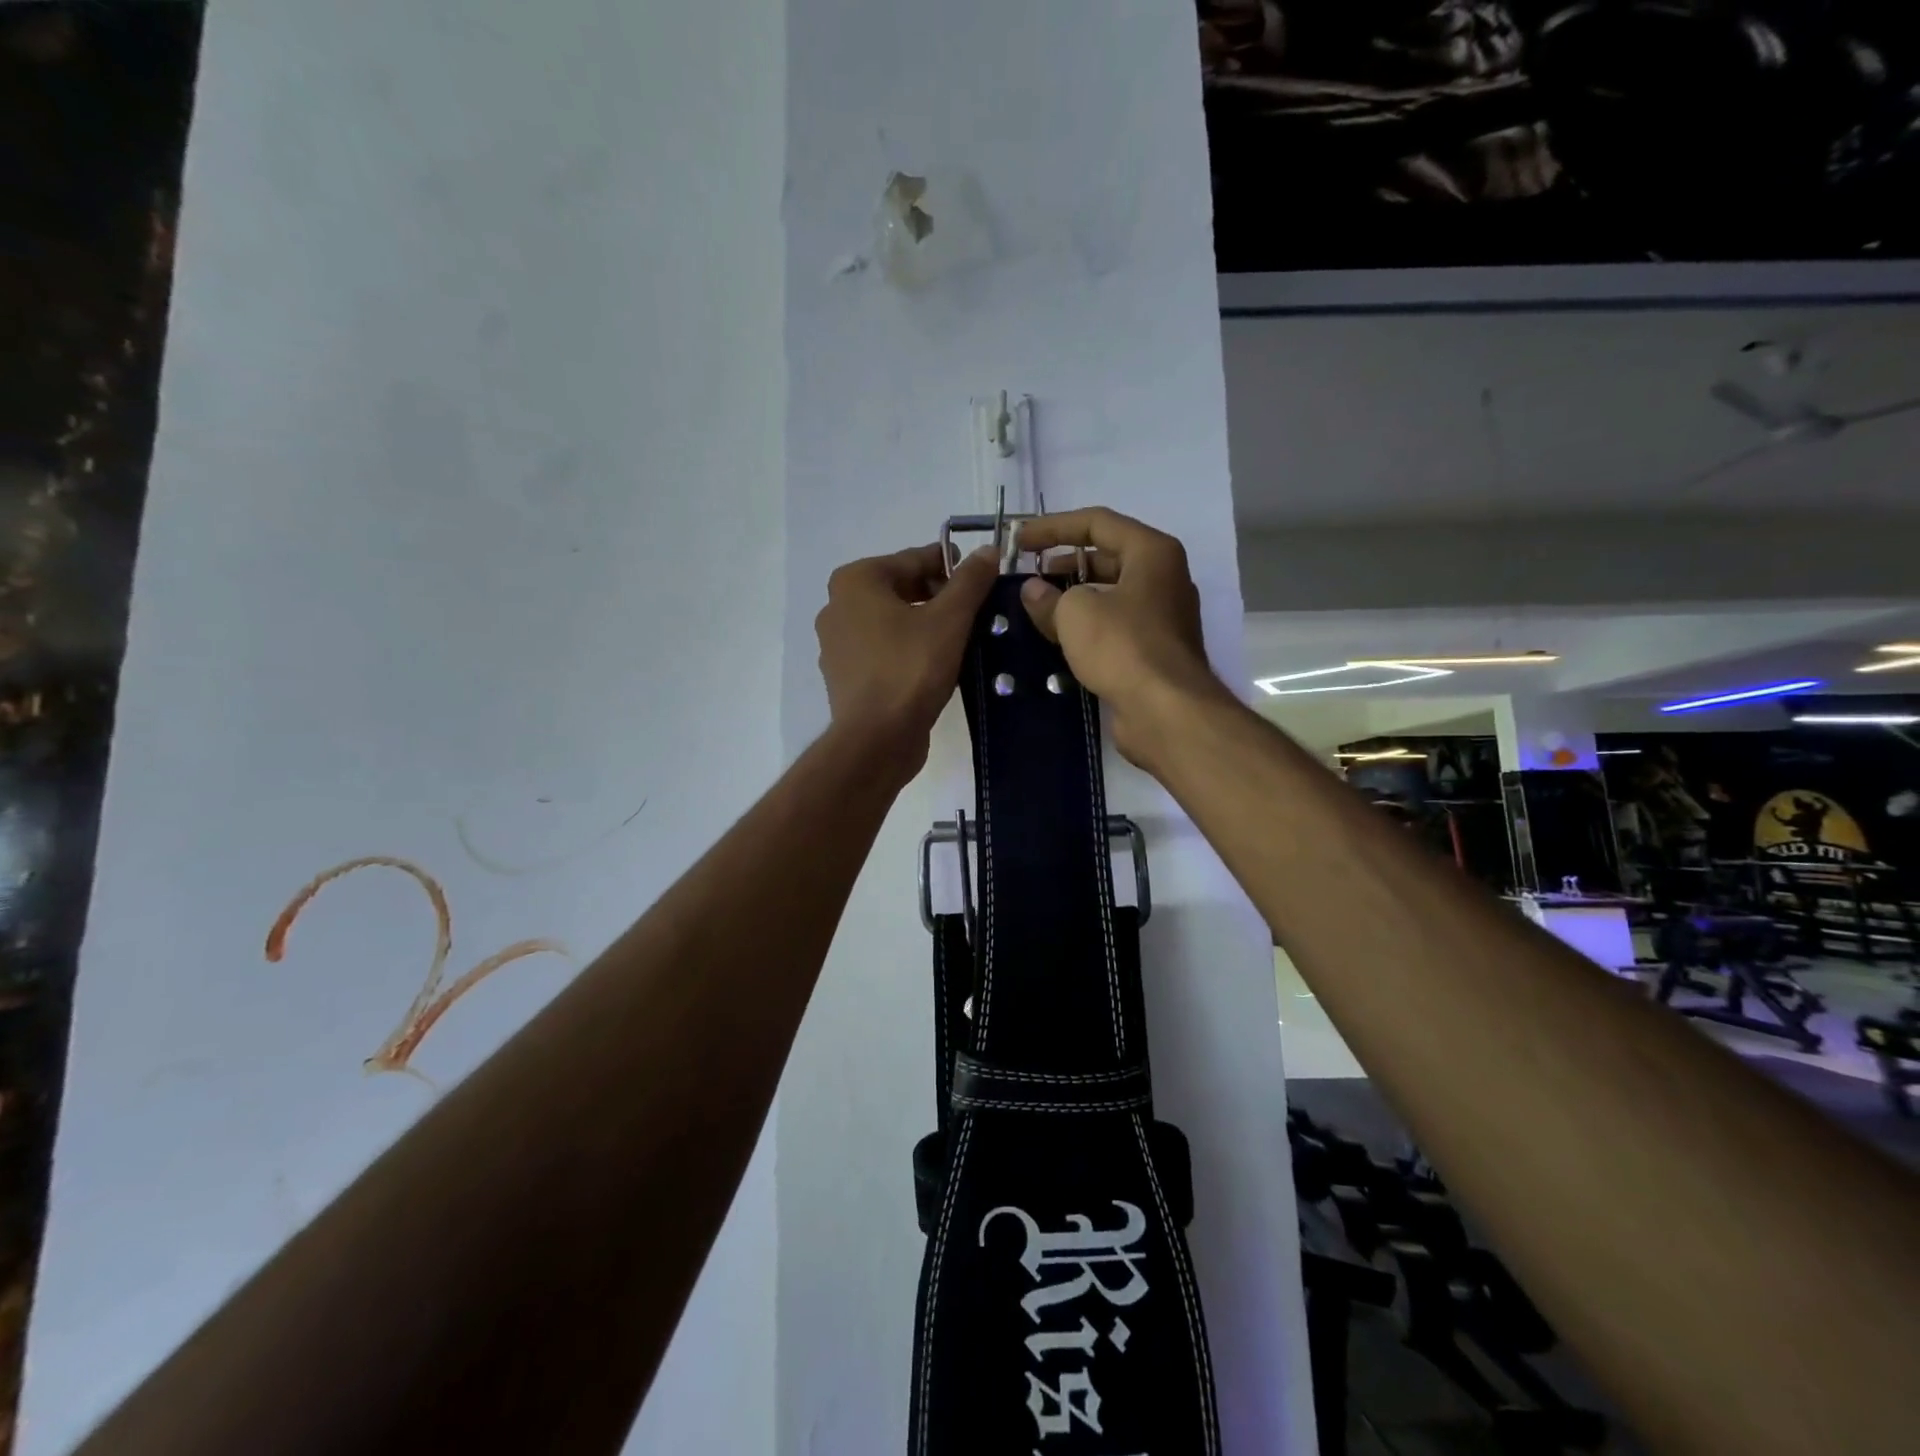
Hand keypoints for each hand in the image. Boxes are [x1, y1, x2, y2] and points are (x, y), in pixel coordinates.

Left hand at [815, 542, 997, 781]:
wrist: (877, 739)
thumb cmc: (910, 669)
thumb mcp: (950, 619)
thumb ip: (970, 581)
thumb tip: (988, 550)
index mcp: (855, 581)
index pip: (913, 560)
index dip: (951, 566)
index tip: (982, 578)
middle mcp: (837, 606)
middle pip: (900, 589)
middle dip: (939, 597)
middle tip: (975, 612)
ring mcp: (837, 644)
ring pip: (892, 622)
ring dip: (925, 625)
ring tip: (962, 639)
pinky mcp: (845, 676)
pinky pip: (883, 650)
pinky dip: (908, 650)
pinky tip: (936, 665)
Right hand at [1016, 508, 1232, 769]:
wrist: (1166, 711)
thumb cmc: (1123, 646)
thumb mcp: (1075, 613)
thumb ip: (1049, 596)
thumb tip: (1033, 591)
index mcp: (1152, 552)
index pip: (1097, 522)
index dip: (1053, 527)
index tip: (1019, 541)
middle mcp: (1163, 578)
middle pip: (1106, 557)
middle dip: (1063, 564)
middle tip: (1027, 577)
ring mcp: (1162, 616)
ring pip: (1109, 595)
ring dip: (1072, 599)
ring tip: (1035, 609)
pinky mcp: (1154, 651)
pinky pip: (1114, 627)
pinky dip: (1086, 628)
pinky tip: (1056, 640)